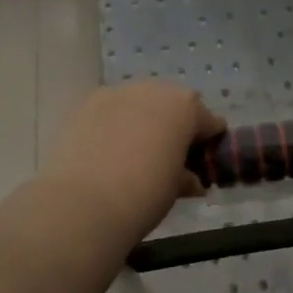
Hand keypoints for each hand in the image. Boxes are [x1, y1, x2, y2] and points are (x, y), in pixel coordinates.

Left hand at [40, 82, 225, 234]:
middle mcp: (154, 90)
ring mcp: (117, 92)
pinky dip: (115, 124)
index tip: (203, 163)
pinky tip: (108, 150)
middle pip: (173, 105)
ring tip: (134, 152)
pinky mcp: (86, 103)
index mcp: (186, 107)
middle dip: (174, 126)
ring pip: (139, 103)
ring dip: (143, 120)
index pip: (209, 121)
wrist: (83, 203)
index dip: (210, 143)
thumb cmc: (145, 194)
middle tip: (168, 157)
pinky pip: (111, 110)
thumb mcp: (176, 188)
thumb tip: (190, 180)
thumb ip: (187, 177)